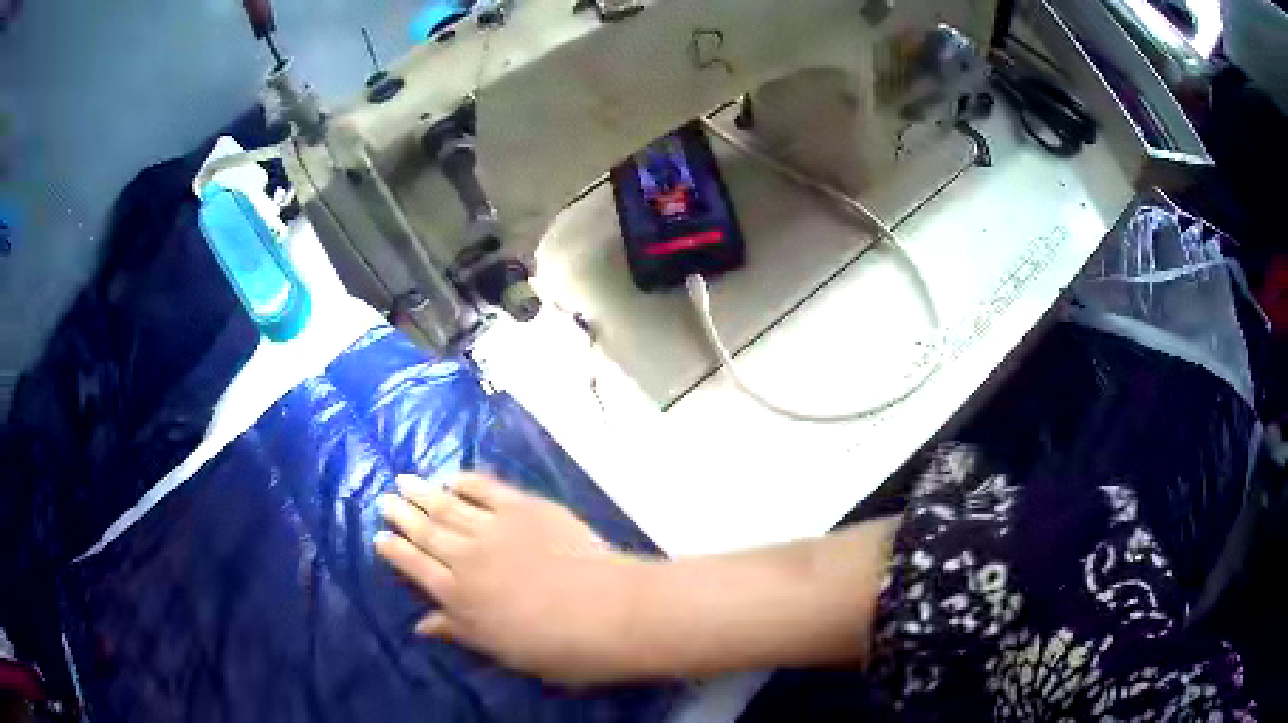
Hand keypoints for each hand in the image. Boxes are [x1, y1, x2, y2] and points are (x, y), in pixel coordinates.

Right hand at [375, 474, 650, 686]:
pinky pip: (484, 488)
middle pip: (426, 532)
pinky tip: (449, 476)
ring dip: (423, 493)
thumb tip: (420, 625)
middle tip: (384, 500)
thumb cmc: (557, 646)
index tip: (378, 536)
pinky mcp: (523, 507)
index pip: (416, 568)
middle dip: (402, 516)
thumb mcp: (501, 651)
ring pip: (447, 506)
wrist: (607, 611)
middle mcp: (466, 558)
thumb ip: (458, 632)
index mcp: (459, 597)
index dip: (395, 551)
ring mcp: (494, 528)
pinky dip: (463, 480)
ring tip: (404, 482)